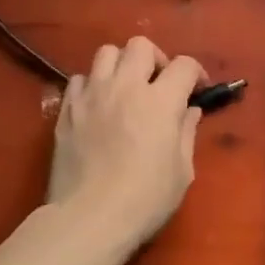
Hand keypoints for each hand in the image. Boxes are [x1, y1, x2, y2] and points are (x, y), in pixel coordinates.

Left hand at [46, 37, 204, 249]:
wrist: (88, 219)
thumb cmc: (144, 199)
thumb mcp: (182, 171)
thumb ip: (187, 133)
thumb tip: (189, 111)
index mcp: (160, 100)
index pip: (184, 64)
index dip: (196, 73)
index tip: (197, 90)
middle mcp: (125, 87)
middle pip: (140, 45)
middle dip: (155, 59)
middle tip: (158, 84)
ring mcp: (92, 95)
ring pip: (106, 53)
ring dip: (121, 65)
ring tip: (125, 88)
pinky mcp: (67, 110)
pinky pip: (79, 79)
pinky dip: (92, 85)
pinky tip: (98, 106)